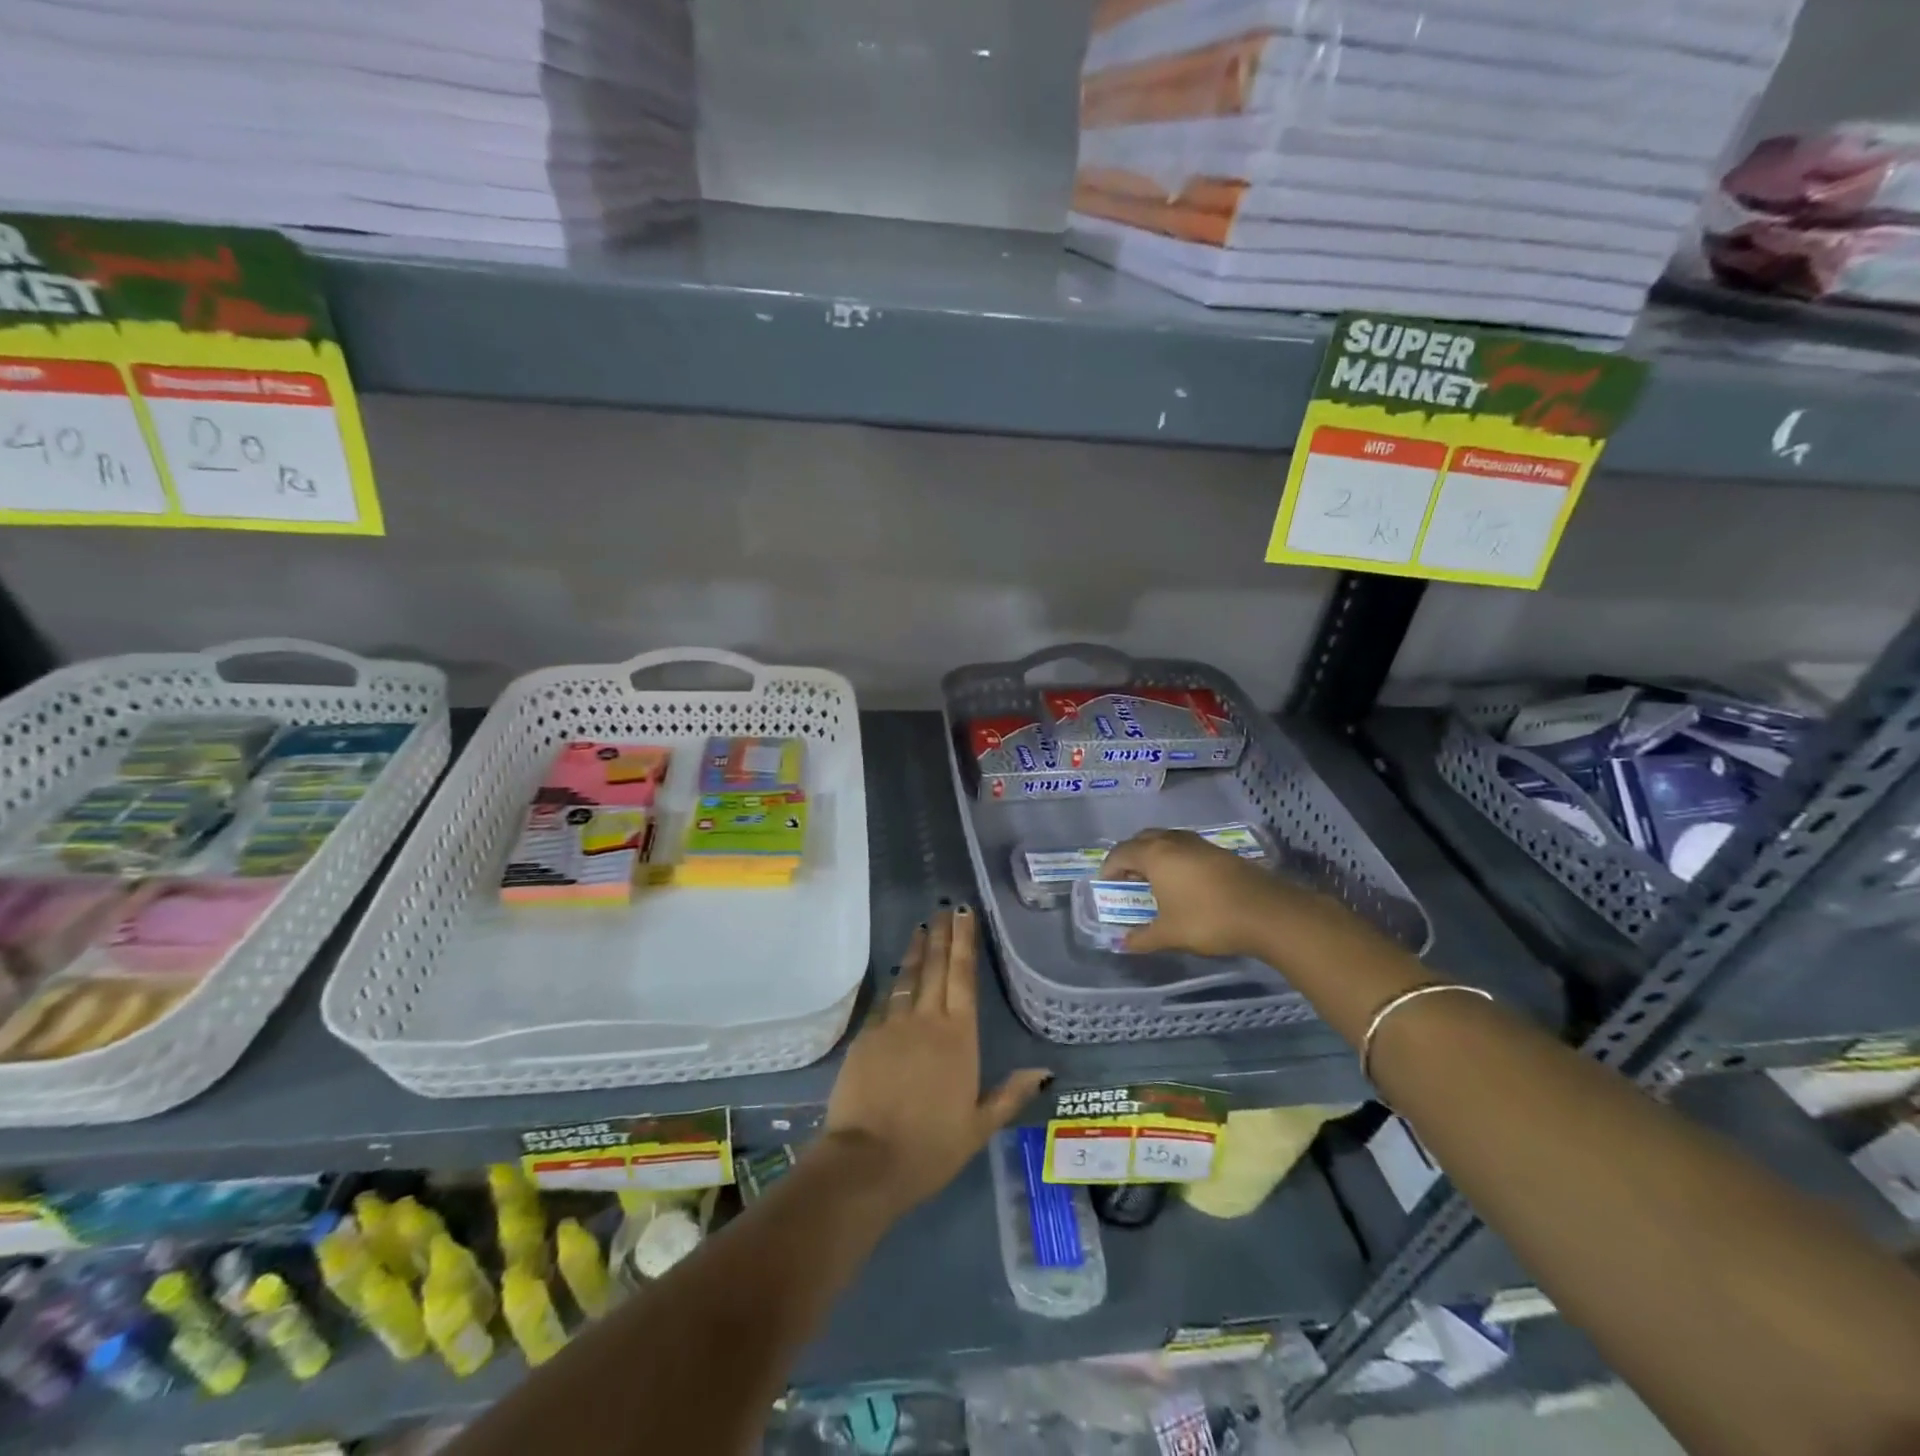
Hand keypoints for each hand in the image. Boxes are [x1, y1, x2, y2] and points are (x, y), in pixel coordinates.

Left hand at [823, 907, 1048, 1217]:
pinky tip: (896, 979)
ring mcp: (892, 1025)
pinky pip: (884, 1003)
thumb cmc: (930, 1147)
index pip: (963, 977)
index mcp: (959, 1037)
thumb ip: (1010, 1095)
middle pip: (936, 968)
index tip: (964, 913)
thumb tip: (1043, 1071)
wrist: (867, 1161)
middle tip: (944, 909)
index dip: (964, 942)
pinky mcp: (865, 1037)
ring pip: (908, 978)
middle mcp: (926, 1021)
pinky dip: (894, 985)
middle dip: (942, 936)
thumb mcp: (978, 1127)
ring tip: (921, 929)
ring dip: (917, 952)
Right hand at [1100, 828, 1337, 958]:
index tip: (1106, 886)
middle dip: (1130, 857)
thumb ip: (1143, 938)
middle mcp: (1173, 841)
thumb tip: (1124, 943)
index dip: (1109, 868)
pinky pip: (1185, 848)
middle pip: (1142, 840)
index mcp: (1155, 855)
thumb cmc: (1208, 920)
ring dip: (1154, 856)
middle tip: (1128, 880)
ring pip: (1166, 841)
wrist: (1267, 913)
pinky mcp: (1219, 852)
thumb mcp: (1170, 934)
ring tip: (1154, 881)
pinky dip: (1175, 859)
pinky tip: (1183, 883)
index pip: (1120, 853)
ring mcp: (1199, 844)